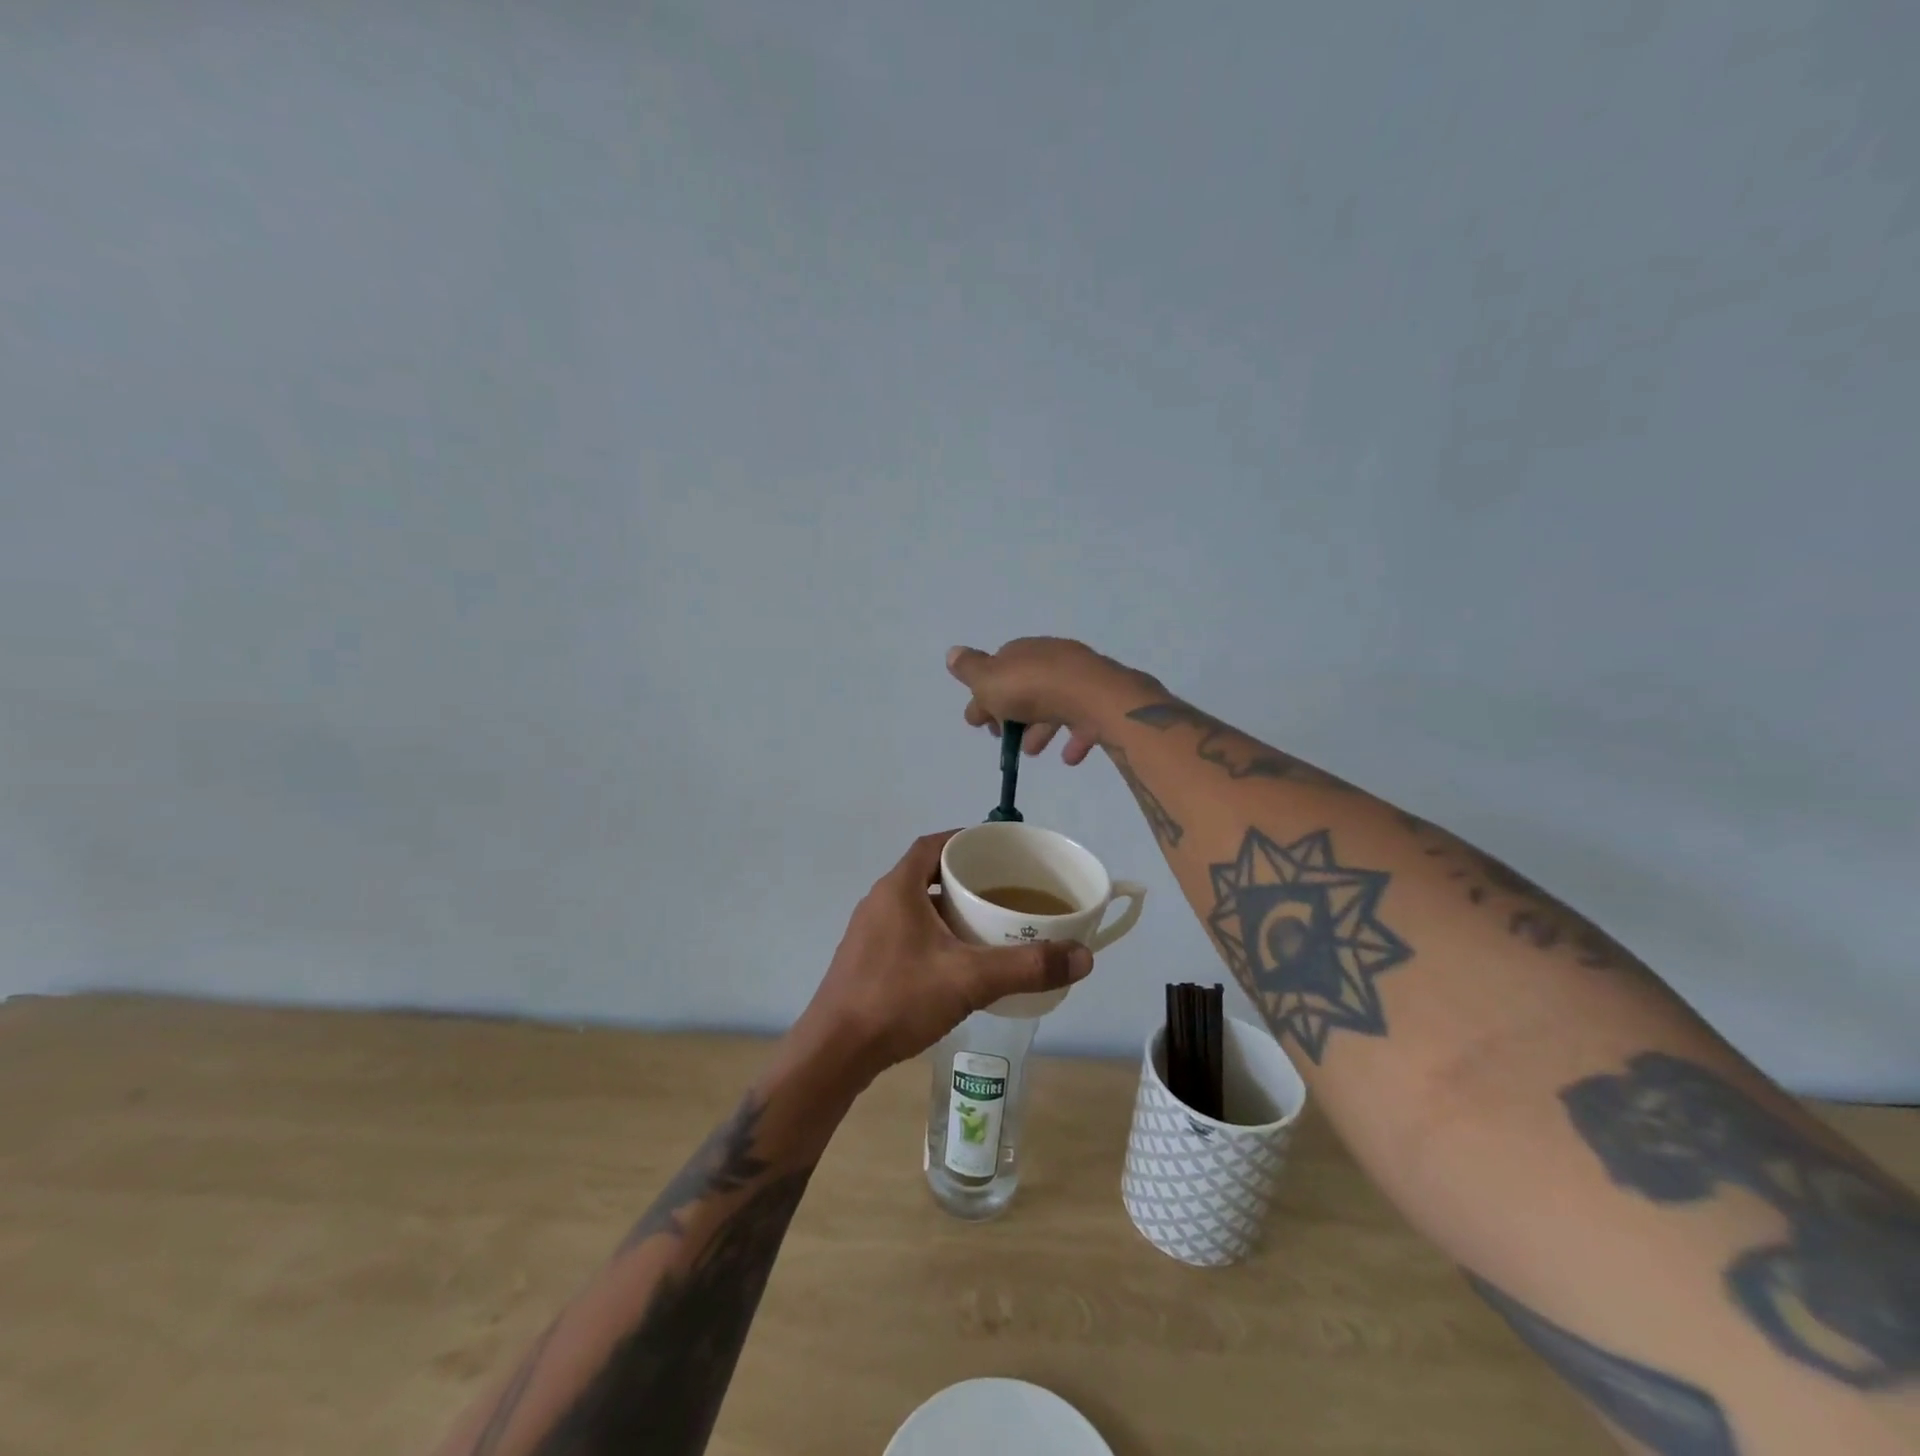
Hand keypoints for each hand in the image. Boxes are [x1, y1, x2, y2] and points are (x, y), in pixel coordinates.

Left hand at [793, 831, 1093, 1086]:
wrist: (835, 1052)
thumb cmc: (898, 999)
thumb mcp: (970, 979)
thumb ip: (1026, 966)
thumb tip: (1083, 957)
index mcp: (898, 888)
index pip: (933, 845)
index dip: (963, 840)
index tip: (996, 849)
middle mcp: (879, 902)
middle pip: (925, 873)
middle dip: (963, 878)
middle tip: (1002, 889)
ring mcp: (868, 932)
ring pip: (915, 906)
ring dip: (947, 908)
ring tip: (986, 924)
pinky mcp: (865, 960)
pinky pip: (905, 931)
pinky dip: (932, 934)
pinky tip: (955, 962)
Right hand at [945, 638, 1158, 762]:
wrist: (1095, 698)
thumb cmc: (1033, 690)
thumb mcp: (989, 679)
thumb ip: (969, 669)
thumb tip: (953, 652)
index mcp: (1024, 651)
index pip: (998, 668)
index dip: (984, 695)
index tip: (978, 723)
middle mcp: (1053, 659)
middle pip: (1026, 687)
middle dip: (1012, 714)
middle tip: (1003, 739)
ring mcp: (1081, 680)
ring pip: (1054, 704)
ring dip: (1039, 728)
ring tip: (1032, 751)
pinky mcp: (1103, 701)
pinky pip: (1084, 720)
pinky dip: (1073, 738)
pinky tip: (1068, 757)